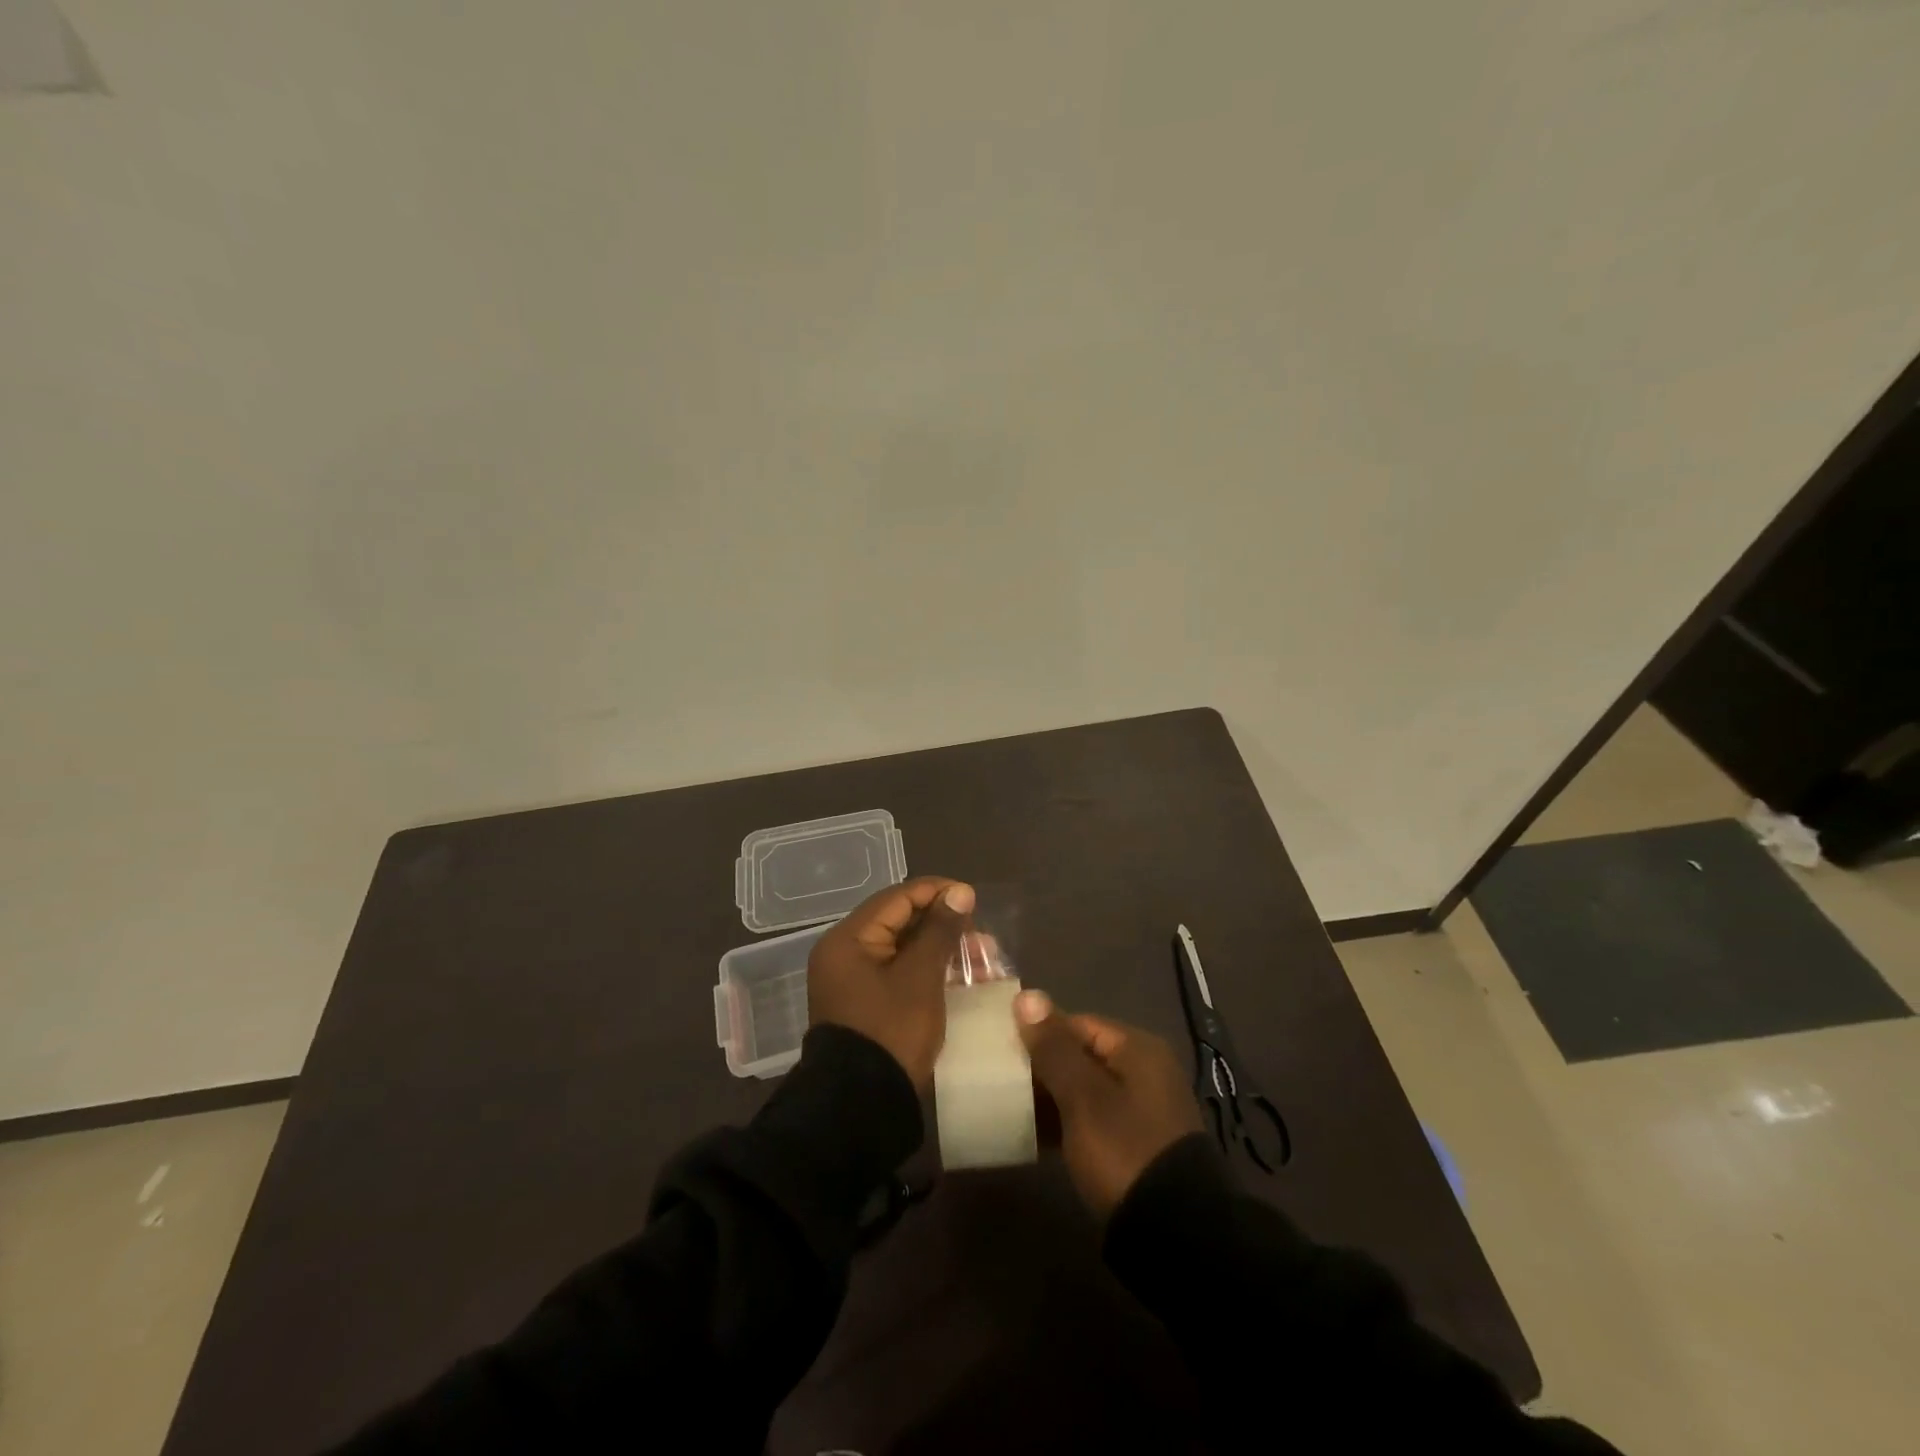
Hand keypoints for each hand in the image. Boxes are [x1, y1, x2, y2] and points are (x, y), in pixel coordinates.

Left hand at [808, 877, 974, 1089]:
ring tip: (980, 955)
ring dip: (940, 949)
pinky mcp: (865, 1005)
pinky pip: (899, 974)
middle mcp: (845, 954)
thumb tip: (959, 892)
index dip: (936, 892)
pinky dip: (928, 971)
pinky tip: (961, 977)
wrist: (861, 1107)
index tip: (972, 897)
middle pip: (899, 922)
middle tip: (979, 931)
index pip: (897, 898)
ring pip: (903, 950)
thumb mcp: (921, 978)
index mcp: (848, 940)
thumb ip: (940, 930)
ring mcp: (853, 982)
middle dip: (942, 924)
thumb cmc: (891, 1032)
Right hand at [1015, 991, 1201, 1216]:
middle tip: (1001, 1082)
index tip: (1002, 1051)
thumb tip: (1026, 995)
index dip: (1038, 1034)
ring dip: (1051, 1097)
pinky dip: (1067, 1122)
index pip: (1077, 1023)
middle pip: (1082, 1055)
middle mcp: (1145, 1071)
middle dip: (1042, 1067)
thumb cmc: (1124, 1151)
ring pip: (1085, 1089)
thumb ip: (1053, 1047)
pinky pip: (1093, 1118)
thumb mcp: (1082, 1097)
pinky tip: (1037, 1137)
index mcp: (1137, 1049)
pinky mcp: (1137, 1144)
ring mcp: (1143, 1109)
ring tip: (1011, 1109)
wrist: (1175, 1235)